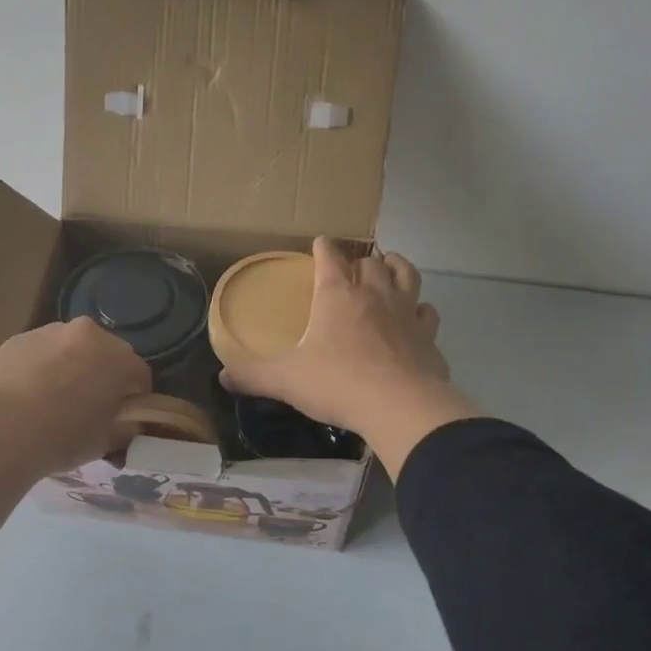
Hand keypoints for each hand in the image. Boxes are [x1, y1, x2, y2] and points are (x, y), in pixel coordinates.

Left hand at [0, 318, 151, 473]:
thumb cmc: (62, 437)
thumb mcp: (105, 442)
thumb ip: (123, 427)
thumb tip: (126, 422)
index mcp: (118, 358)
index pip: (140, 375)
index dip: (135, 397)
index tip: (123, 416)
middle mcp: (88, 334)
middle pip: (106, 353)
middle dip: (103, 375)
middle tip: (90, 406)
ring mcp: (50, 331)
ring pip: (71, 348)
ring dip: (71, 366)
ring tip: (54, 399)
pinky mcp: (19, 338)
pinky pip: (41, 352)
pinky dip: (41, 366)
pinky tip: (28, 394)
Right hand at [219, 238, 480, 476]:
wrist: (400, 407)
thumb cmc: (337, 383)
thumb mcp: (286, 380)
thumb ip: (253, 376)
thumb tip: (222, 377)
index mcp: (337, 296)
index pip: (329, 259)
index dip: (323, 248)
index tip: (320, 243)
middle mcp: (374, 295)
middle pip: (371, 263)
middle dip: (360, 260)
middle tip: (352, 267)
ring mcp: (405, 313)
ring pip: (406, 275)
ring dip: (396, 267)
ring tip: (389, 267)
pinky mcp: (428, 337)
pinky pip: (426, 313)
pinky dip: (420, 310)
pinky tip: (416, 317)